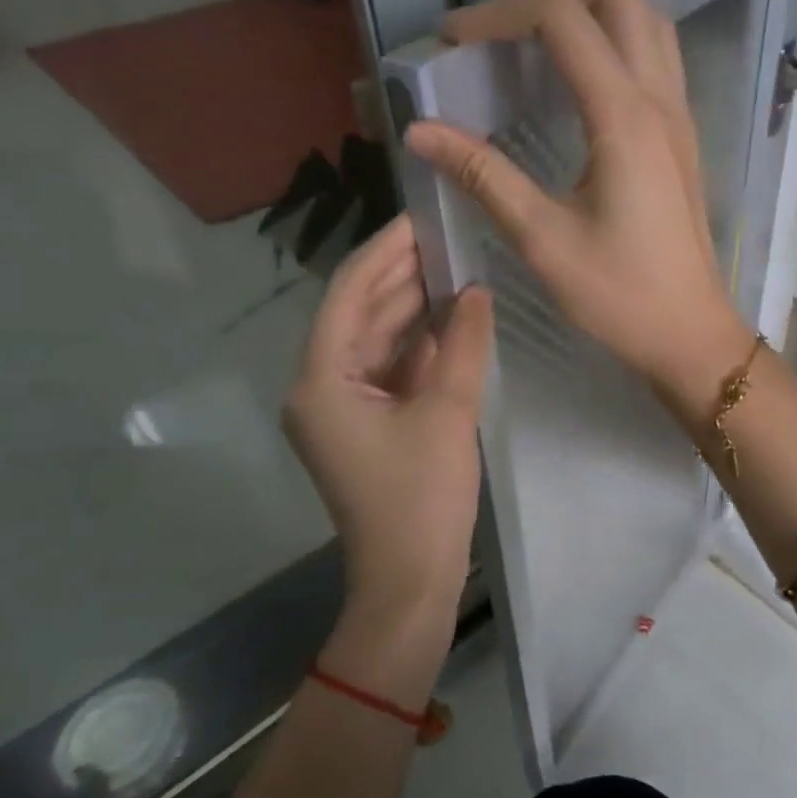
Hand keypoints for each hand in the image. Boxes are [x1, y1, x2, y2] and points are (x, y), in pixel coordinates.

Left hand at [282, 215, 491, 626]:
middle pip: (360, 315)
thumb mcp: (447, 414)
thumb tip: (476, 292)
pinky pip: (389, 372)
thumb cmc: (421, 499)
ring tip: (454, 268)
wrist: (408, 581)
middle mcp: (320, 388)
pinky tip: (450, 321)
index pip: (350, 294)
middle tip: (447, 236)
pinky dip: (417, 347)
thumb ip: (462, 345)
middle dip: (401, 276)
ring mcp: (342, 410)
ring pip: (376, 343)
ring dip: (412, 310)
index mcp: (321, 380)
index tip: (421, 217)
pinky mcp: (367, 427)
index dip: (385, 252)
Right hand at [404, 0, 753, 413]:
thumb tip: (420, 131)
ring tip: (535, 26)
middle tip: (498, 14)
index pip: (561, 19)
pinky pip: (657, 52)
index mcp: (623, 118)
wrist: (689, 333)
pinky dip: (616, 33)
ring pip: (646, 15)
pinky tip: (580, 69)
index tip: (453, 39)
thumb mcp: (542, 239)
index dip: (499, 12)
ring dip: (591, 1)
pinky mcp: (682, 134)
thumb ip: (483, 176)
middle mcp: (659, 98)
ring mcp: (679, 113)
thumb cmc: (618, 295)